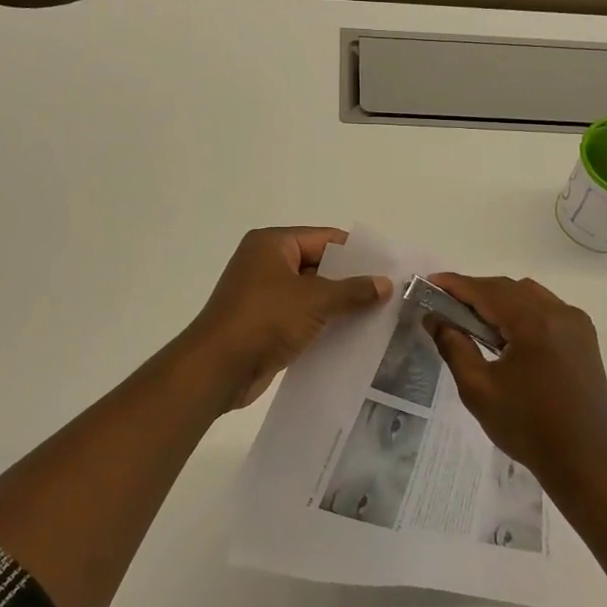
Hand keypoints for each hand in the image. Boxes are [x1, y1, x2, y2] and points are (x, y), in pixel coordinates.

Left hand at [181, 228, 390, 409]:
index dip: (356, 252)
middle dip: (350, 281)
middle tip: (388, 293)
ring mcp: (262, 295)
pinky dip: (322, 325)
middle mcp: (265, 263)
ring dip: (338, 306)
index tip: (388, 267)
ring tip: (378, 316)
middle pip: (318, 265)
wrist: (218, 368)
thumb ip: (352, 291)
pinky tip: (351, 337)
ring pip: (310, 294)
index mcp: (272, 244)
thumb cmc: (265, 319)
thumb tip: (385, 284)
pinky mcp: (263, 324)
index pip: (324, 238)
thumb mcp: (315, 300)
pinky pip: (301, 318)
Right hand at [426, 274, 606, 491]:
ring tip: (473, 320)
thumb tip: (435, 318)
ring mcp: (576, 324)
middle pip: (508, 288)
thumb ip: (454, 347)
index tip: (428, 283)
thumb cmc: (528, 427)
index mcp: (534, 323)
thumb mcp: (478, 389)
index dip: (455, 284)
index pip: (486, 291)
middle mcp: (559, 313)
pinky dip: (521, 311)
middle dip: (475, 292)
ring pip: (529, 295)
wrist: (586, 461)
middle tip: (444, 304)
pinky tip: (506, 334)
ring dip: (499, 299)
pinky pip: (547, 309)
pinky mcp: (584, 338)